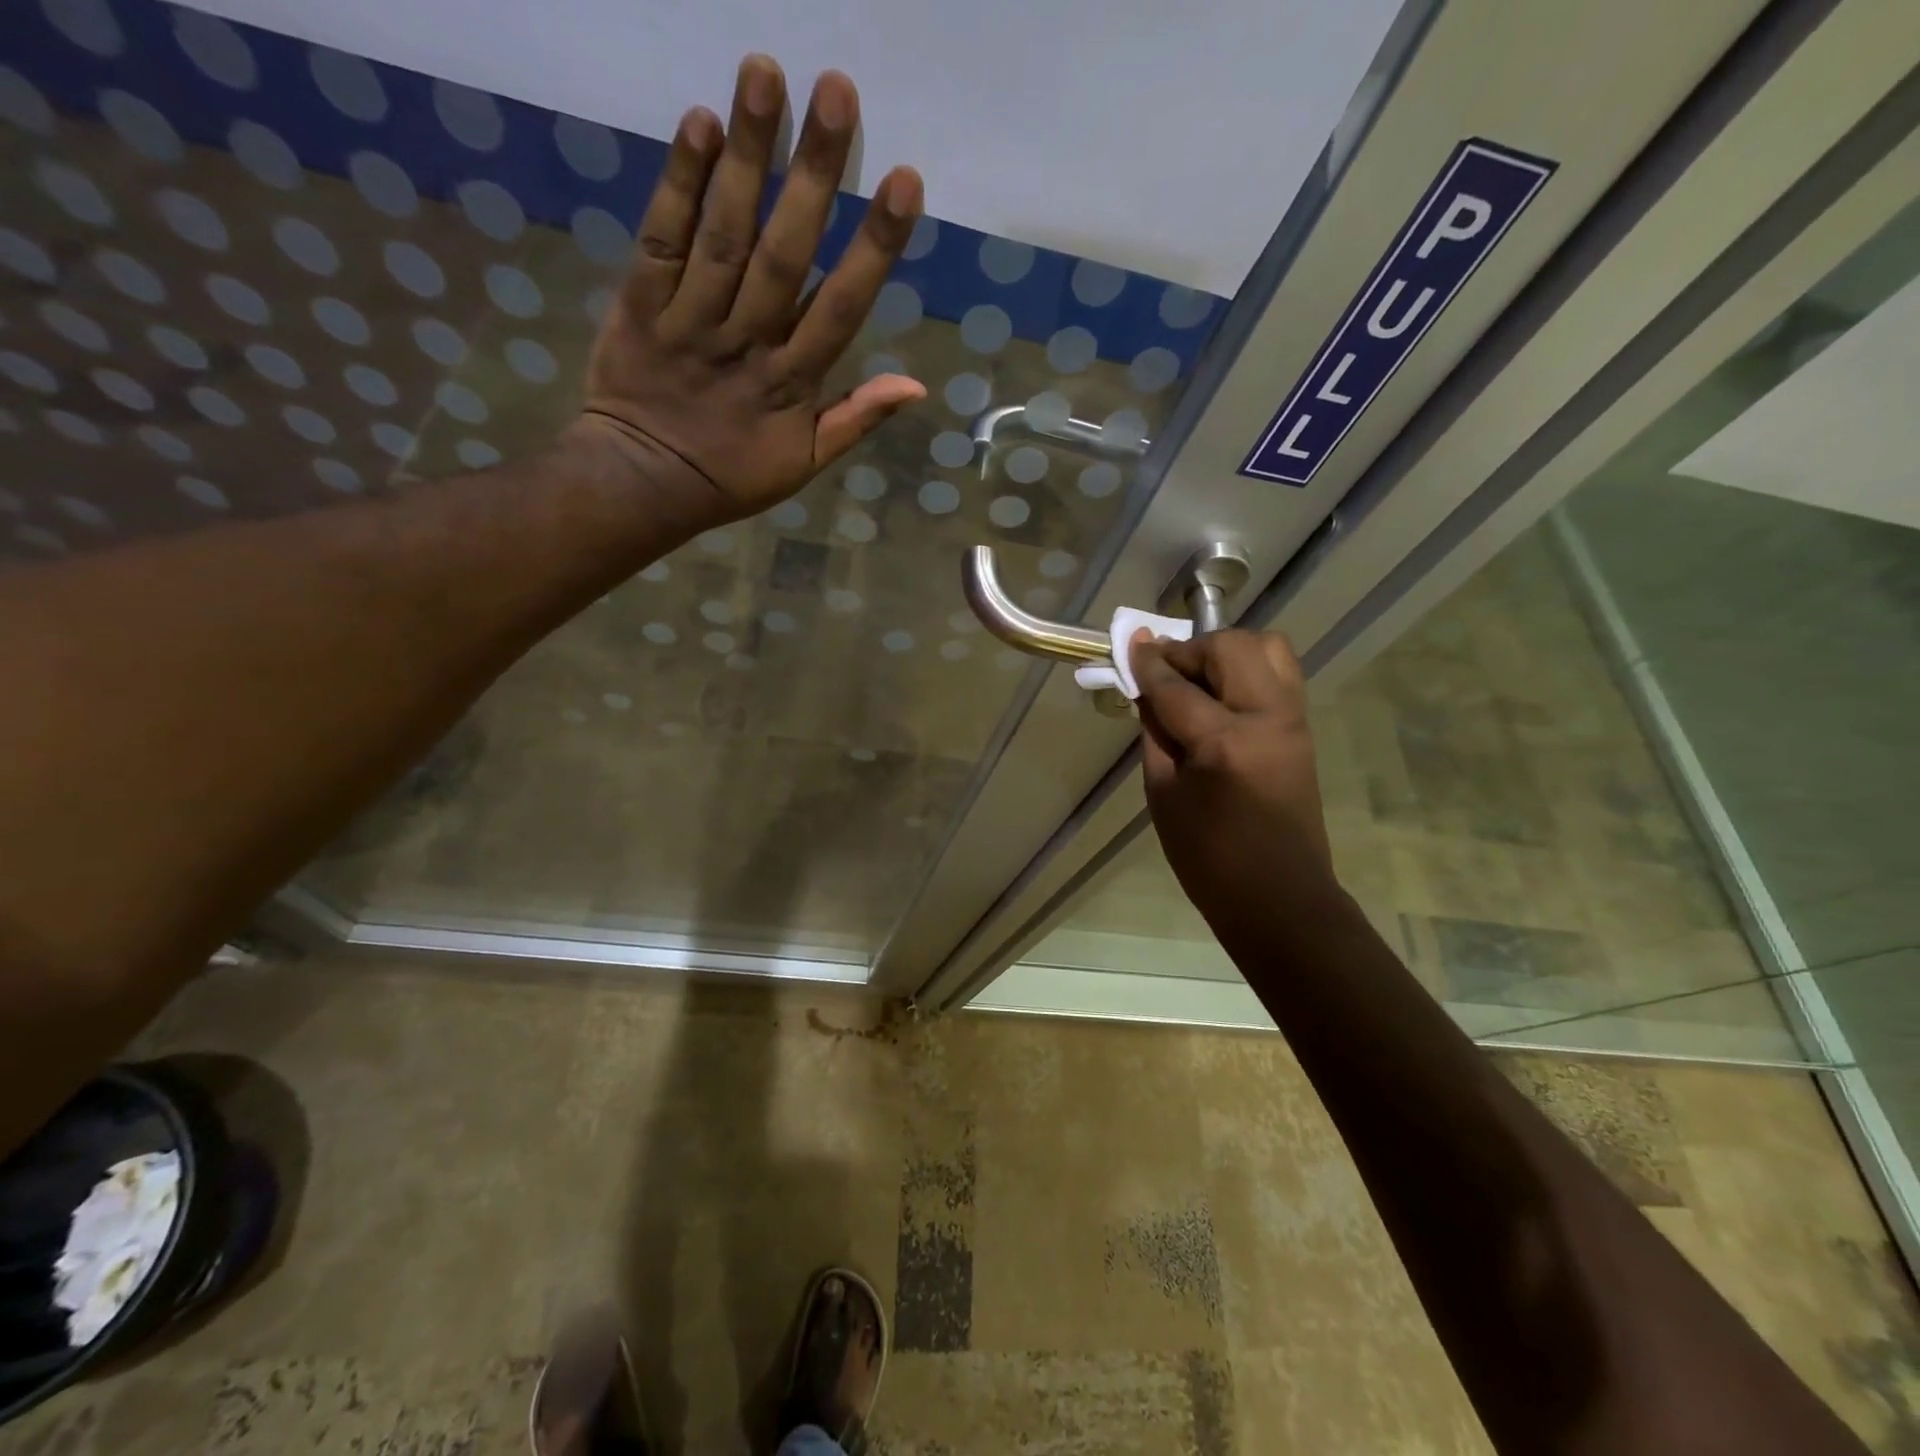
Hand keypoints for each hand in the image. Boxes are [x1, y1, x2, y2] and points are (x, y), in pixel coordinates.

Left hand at [567, 55, 926, 524]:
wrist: (645, 484)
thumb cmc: (734, 476)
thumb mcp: (805, 464)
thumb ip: (856, 419)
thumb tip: (916, 385)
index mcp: (791, 385)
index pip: (840, 308)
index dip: (872, 247)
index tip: (904, 180)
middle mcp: (746, 342)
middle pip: (783, 254)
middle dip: (811, 174)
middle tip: (836, 89)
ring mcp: (690, 321)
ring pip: (722, 235)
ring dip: (745, 155)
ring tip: (764, 72)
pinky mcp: (639, 305)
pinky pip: (660, 241)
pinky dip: (676, 184)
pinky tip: (698, 124)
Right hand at [1130, 630, 1336, 926]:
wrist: (1278, 896)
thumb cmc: (1208, 857)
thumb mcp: (1164, 795)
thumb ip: (1156, 733)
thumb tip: (1146, 691)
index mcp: (1225, 743)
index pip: (1176, 686)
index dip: (1147, 663)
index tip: (1128, 643)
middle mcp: (1267, 718)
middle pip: (1230, 648)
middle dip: (1190, 649)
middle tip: (1164, 670)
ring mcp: (1293, 720)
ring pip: (1266, 647)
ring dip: (1225, 650)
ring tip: (1197, 676)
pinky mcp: (1302, 727)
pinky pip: (1278, 672)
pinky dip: (1246, 667)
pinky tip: (1220, 693)